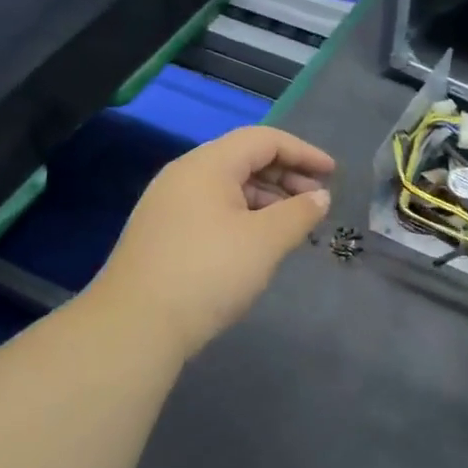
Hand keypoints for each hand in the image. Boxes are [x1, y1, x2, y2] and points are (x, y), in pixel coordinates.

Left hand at [93, 126, 333, 355]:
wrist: (134, 327)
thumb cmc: (208, 273)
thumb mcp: (265, 241)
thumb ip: (299, 213)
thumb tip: (319, 197)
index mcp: (207, 164)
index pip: (264, 140)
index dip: (303, 152)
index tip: (333, 174)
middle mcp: (184, 175)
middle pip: (244, 159)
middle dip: (286, 176)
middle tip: (317, 201)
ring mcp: (168, 205)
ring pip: (227, 186)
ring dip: (266, 198)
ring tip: (293, 224)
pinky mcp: (162, 233)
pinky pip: (212, 209)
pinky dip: (244, 215)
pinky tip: (258, 242)